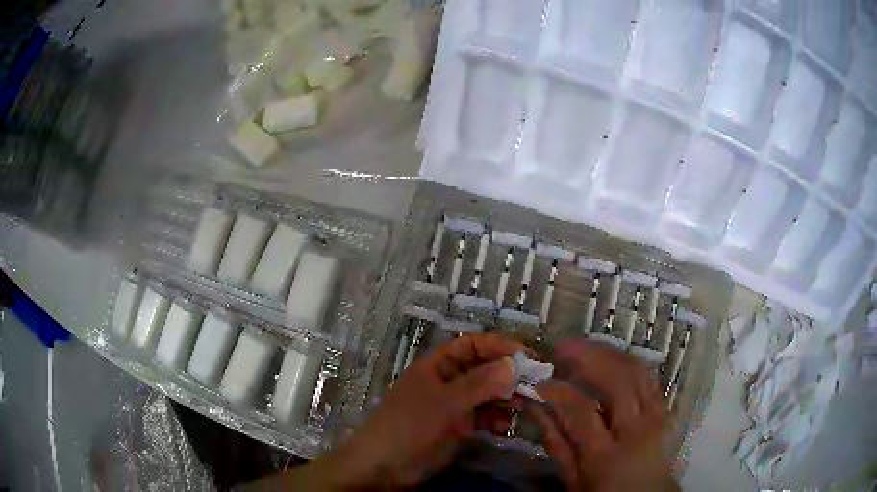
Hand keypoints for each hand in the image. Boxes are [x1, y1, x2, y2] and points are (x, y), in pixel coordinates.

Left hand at [245, 333, 525, 490]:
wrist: (383, 468)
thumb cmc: (409, 428)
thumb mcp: (444, 404)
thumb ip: (479, 385)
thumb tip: (514, 364)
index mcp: (437, 366)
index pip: (473, 345)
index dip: (499, 347)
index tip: (527, 357)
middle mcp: (447, 381)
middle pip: (483, 370)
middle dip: (508, 376)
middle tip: (535, 385)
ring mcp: (452, 406)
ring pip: (487, 395)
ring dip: (506, 399)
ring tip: (524, 408)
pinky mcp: (456, 428)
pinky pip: (483, 417)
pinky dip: (497, 420)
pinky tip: (506, 428)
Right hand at [528, 340, 677, 491]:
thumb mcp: (573, 480)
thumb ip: (555, 443)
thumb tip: (535, 407)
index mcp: (606, 456)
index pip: (580, 411)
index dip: (557, 391)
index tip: (538, 381)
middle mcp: (636, 429)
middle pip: (617, 379)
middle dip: (587, 356)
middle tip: (561, 348)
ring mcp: (655, 415)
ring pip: (636, 370)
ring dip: (608, 352)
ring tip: (582, 347)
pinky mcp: (663, 409)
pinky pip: (647, 376)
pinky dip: (626, 361)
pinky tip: (609, 359)